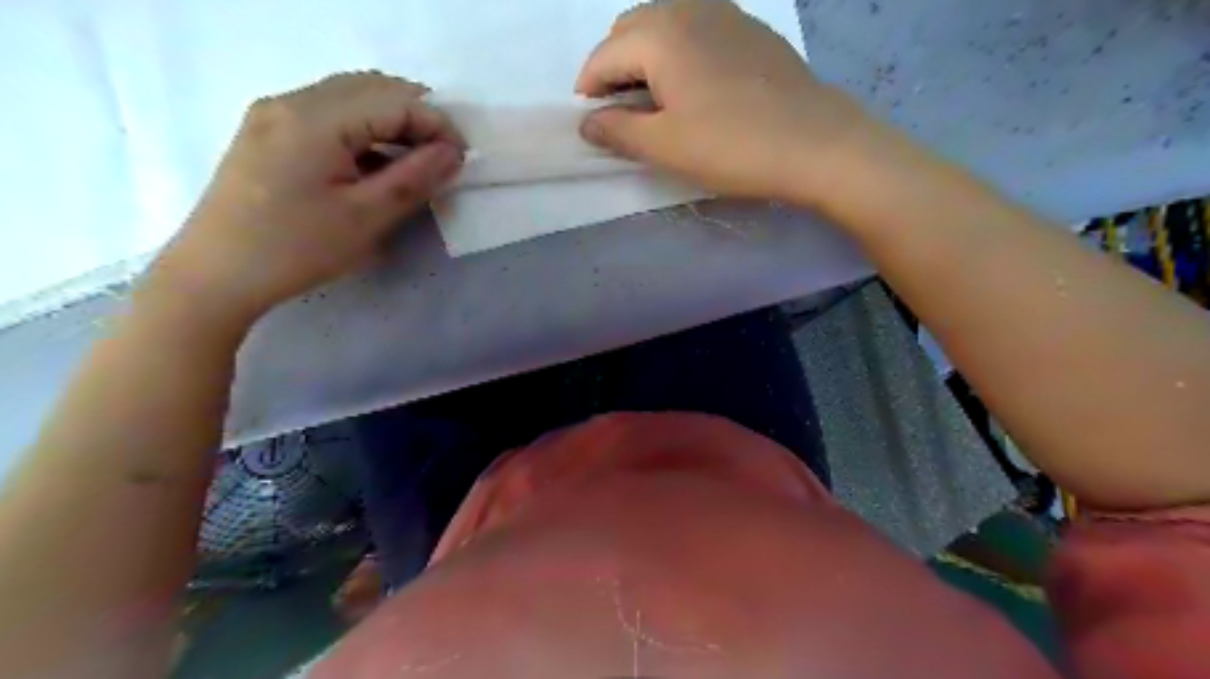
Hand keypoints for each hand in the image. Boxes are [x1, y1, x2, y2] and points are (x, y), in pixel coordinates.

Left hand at [151, 72, 463, 326]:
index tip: (463, 157)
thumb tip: (453, 152)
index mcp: (315, 119)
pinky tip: (375, 163)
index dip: (437, 123)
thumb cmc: (296, 249)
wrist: (216, 274)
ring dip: (390, 121)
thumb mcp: (366, 218)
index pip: (394, 101)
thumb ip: (415, 178)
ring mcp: (273, 115)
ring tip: (416, 159)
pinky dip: (362, 130)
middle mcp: (291, 102)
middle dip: (416, 115)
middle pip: (370, 88)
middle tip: (443, 155)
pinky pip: (327, 114)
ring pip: (348, 97)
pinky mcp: (267, 133)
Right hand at [579, 1, 880, 207]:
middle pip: (632, 30)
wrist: (818, 143)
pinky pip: (699, 31)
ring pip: (666, 25)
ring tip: (655, 102)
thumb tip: (588, 122)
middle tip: (621, 113)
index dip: (588, 89)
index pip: (604, 54)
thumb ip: (617, 130)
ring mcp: (726, 14)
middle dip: (615, 67)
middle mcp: (688, 8)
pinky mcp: (752, 31)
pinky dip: (681, 54)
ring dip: (647, 58)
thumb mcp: (665, 146)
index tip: (590, 122)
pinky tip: (695, 89)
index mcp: (660, 34)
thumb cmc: (733, 147)